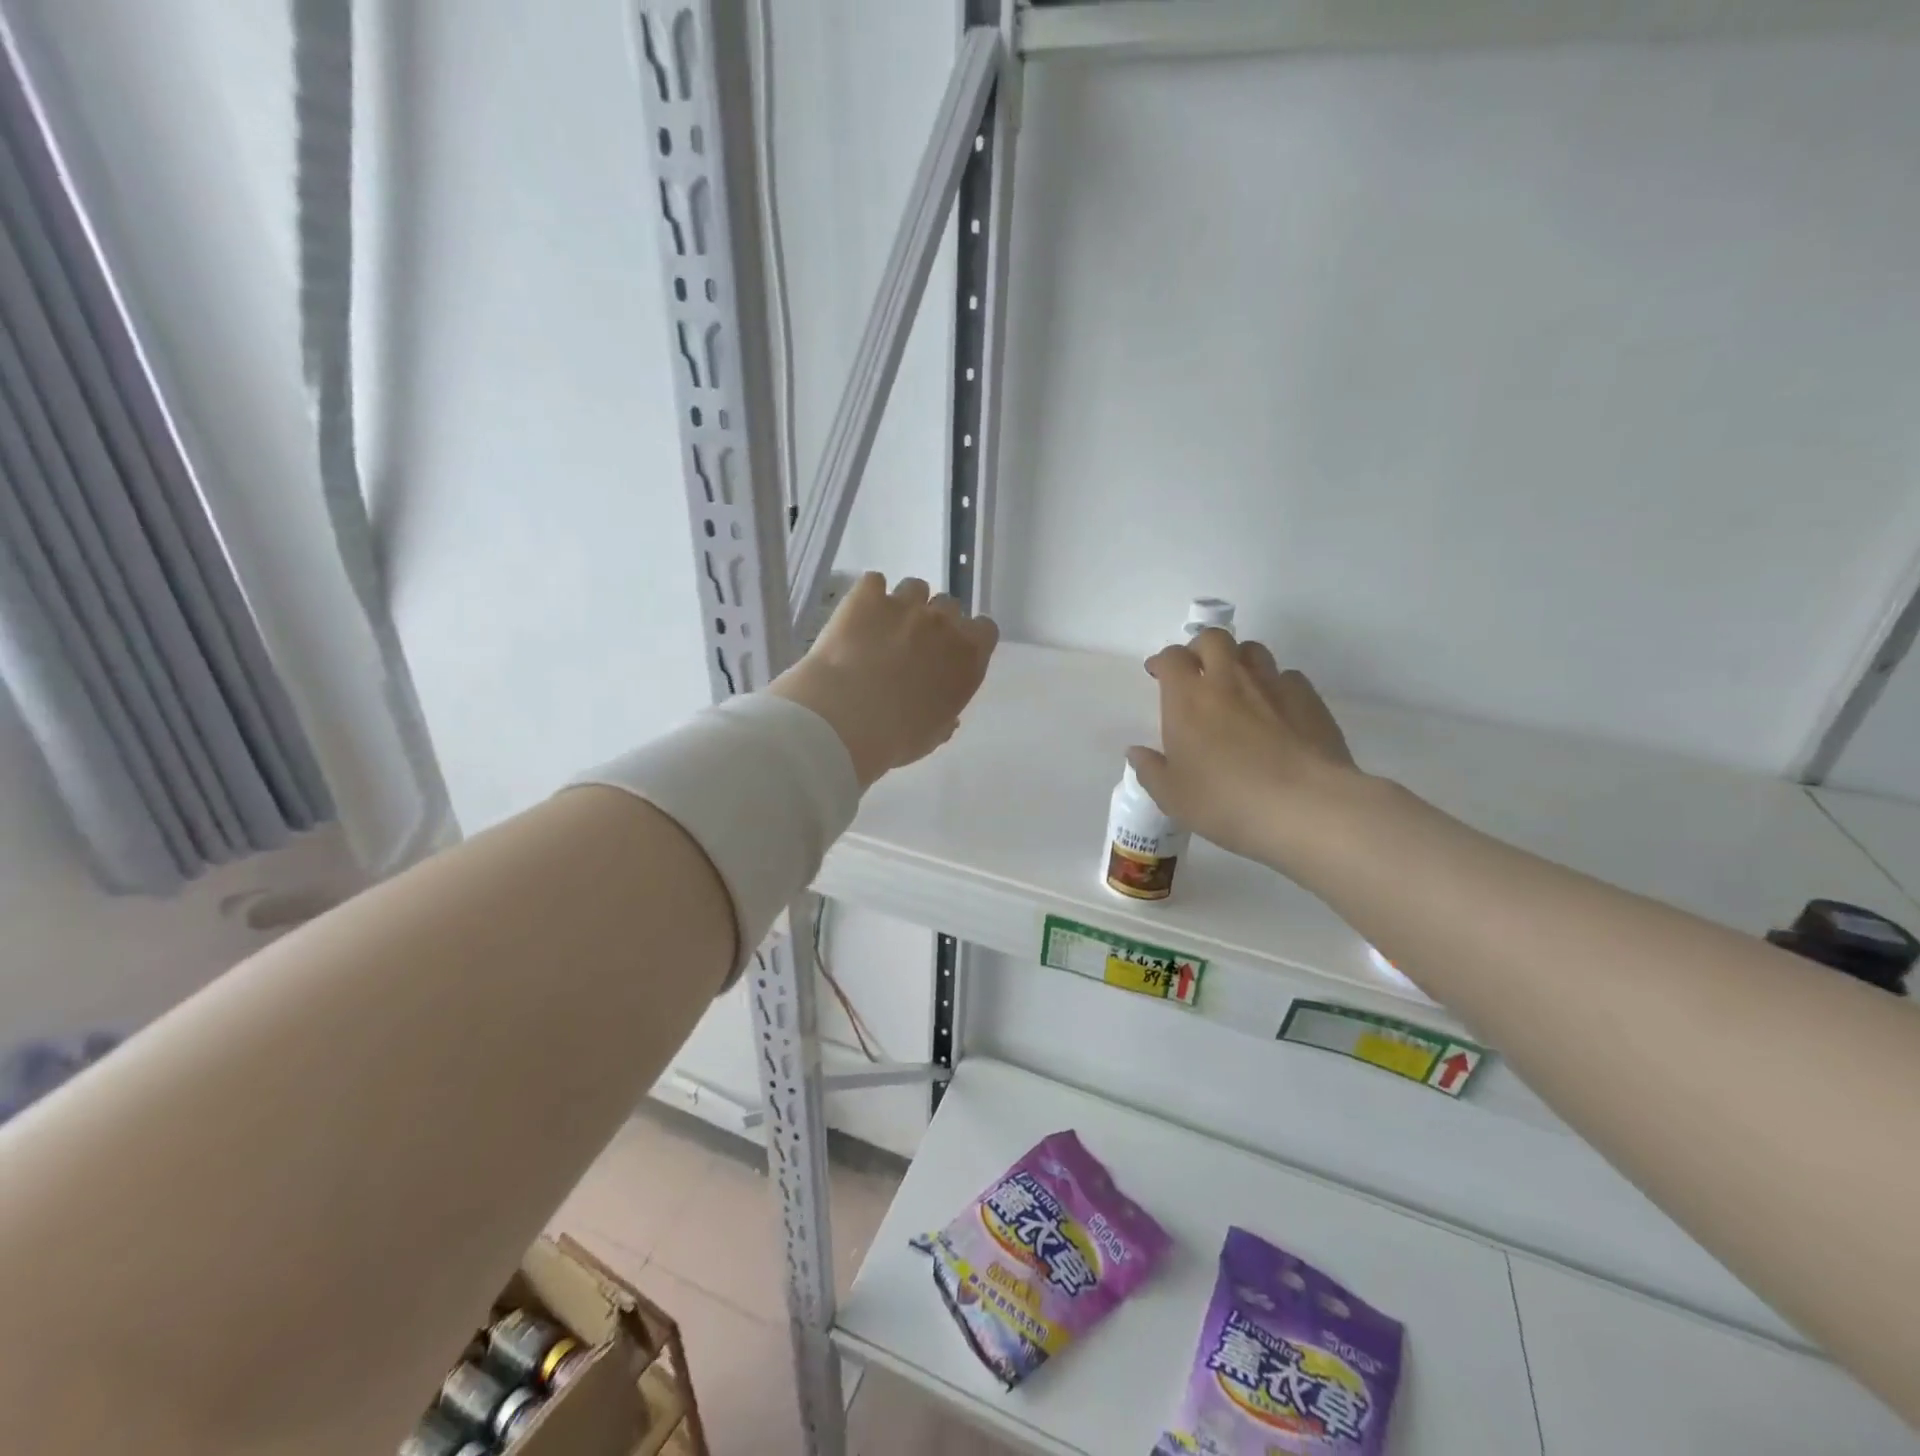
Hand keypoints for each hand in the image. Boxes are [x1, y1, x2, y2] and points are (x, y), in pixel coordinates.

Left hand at [771, 574, 998, 789]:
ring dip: (904, 605)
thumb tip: (946, 714)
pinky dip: (868, 597)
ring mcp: (905, 605)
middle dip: (935, 622)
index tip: (951, 653)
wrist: (845, 719)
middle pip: (949, 606)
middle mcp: (943, 624)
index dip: (969, 638)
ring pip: (915, 588)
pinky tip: (856, 616)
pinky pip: (873, 582)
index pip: (985, 630)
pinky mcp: (867, 596)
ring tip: (883, 628)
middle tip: (913, 645)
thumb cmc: (896, 738)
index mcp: (967, 658)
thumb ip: (945, 716)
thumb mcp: (931, 736)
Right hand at [1128, 631, 1362, 869]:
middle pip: (1214, 639)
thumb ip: (1151, 770)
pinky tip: (1276, 710)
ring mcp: (1272, 686)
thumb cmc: (1225, 801)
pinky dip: (1276, 685)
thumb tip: (1136, 753)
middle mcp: (1228, 681)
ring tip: (1237, 686)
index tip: (1158, 674)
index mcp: (1188, 699)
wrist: (1303, 807)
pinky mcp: (1309, 699)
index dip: (1162, 662)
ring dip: (1239, 660)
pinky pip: (1288, 677)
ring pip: (1253, 650)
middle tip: (1197, 672)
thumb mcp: (1173, 797)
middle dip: (1201, 648)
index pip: (1171, 658)